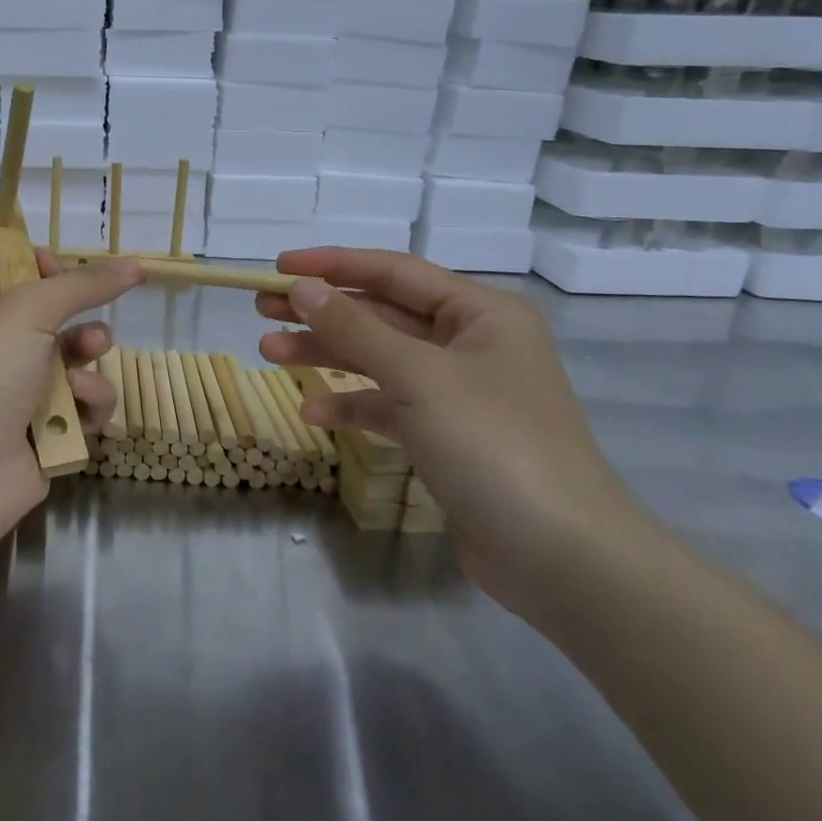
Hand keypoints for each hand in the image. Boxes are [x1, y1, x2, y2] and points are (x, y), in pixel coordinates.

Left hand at [0, 253, 142, 558]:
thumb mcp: (28, 311)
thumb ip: (83, 285)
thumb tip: (134, 265)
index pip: (15, 276)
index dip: (45, 271)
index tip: (68, 274)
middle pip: (56, 322)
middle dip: (82, 326)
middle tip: (92, 338)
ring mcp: (22, 396)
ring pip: (77, 366)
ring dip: (89, 367)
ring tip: (84, 379)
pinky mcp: (46, 436)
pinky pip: (83, 409)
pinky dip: (89, 407)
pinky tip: (83, 414)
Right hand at [257, 248, 650, 618]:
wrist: (560, 556)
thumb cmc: (492, 444)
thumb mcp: (418, 376)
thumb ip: (355, 327)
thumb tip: (301, 286)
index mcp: (480, 314)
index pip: (394, 272)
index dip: (333, 265)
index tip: (279, 265)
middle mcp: (470, 344)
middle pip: (381, 314)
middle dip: (321, 312)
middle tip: (261, 308)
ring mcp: (458, 392)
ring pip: (379, 359)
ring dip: (326, 355)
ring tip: (269, 352)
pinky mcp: (446, 435)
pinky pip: (388, 405)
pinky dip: (351, 404)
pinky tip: (312, 412)